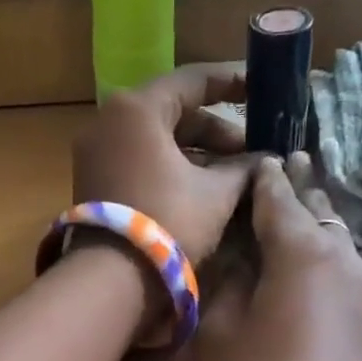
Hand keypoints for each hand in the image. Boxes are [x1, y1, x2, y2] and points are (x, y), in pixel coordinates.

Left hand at [71, 64, 255, 264]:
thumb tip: (267, 160)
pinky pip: (139, 160)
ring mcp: (96, 152)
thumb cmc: (169, 223)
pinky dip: (170, 167)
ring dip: (196, 153)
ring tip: (234, 173)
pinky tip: (202, 188)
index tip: (263, 90)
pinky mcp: (94, 181)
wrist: (112, 280)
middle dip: (216, 130)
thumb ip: (244, 168)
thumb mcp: (216, 194)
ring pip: (156, 140)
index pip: (193, 80)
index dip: (233, 83)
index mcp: (137, 109)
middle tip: (252, 149)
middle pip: (173, 112)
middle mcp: (109, 121)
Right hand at [194, 153, 361, 360]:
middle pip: (315, 208)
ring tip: (296, 207)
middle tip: (285, 165)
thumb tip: (238, 254)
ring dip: (313, 220)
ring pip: (333, 235)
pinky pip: (340, 263)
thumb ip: (227, 278)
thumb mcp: (219, 327)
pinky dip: (322, 251)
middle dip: (297, 188)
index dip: (262, 177)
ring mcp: (361, 283)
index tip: (254, 158)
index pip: (277, 195)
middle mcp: (340, 253)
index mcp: (300, 247)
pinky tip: (307, 255)